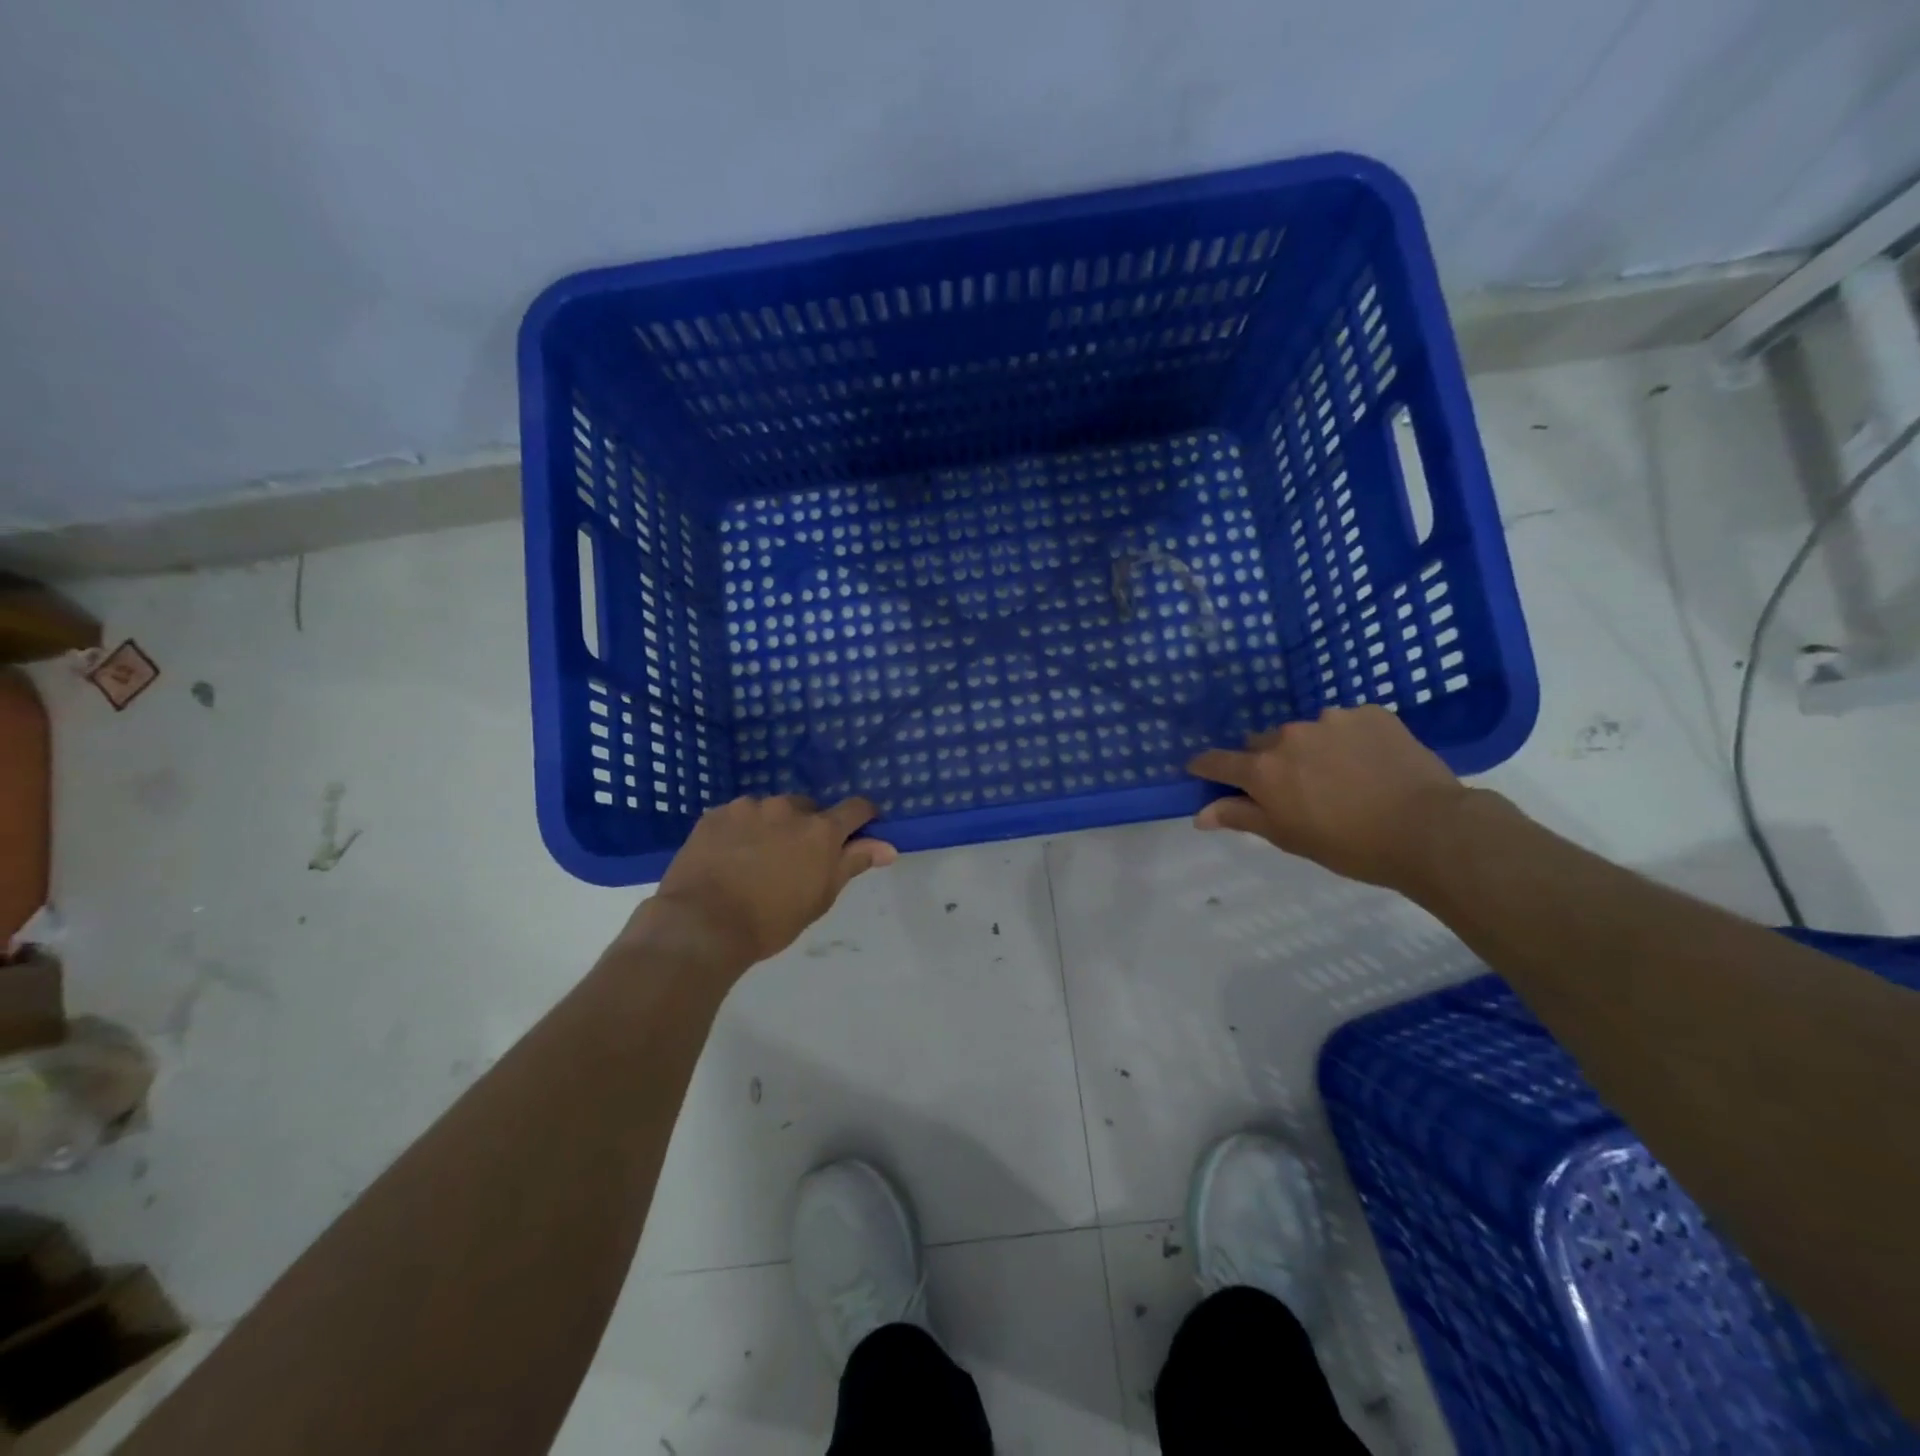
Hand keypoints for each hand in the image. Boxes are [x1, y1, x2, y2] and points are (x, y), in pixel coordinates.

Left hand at [644, 795, 896, 967]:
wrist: (702, 924)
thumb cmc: (770, 920)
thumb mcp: (820, 897)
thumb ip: (853, 863)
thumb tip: (888, 846)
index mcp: (820, 830)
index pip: (856, 808)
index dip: (863, 817)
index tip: (860, 831)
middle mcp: (787, 808)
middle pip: (809, 808)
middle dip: (809, 827)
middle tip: (796, 859)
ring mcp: (748, 808)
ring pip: (771, 810)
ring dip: (773, 826)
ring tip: (757, 859)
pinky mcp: (715, 814)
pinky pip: (738, 815)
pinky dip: (741, 830)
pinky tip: (729, 856)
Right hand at [1187, 706, 1473, 890]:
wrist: (1429, 830)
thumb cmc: (1349, 845)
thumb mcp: (1288, 837)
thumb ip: (1241, 817)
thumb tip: (1200, 813)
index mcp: (1264, 769)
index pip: (1217, 761)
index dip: (1206, 766)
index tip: (1201, 770)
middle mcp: (1289, 736)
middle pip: (1263, 744)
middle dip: (1269, 761)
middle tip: (1294, 788)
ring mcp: (1331, 719)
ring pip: (1306, 732)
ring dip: (1311, 749)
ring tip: (1341, 776)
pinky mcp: (1370, 713)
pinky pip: (1346, 723)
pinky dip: (1348, 740)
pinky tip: (1369, 763)